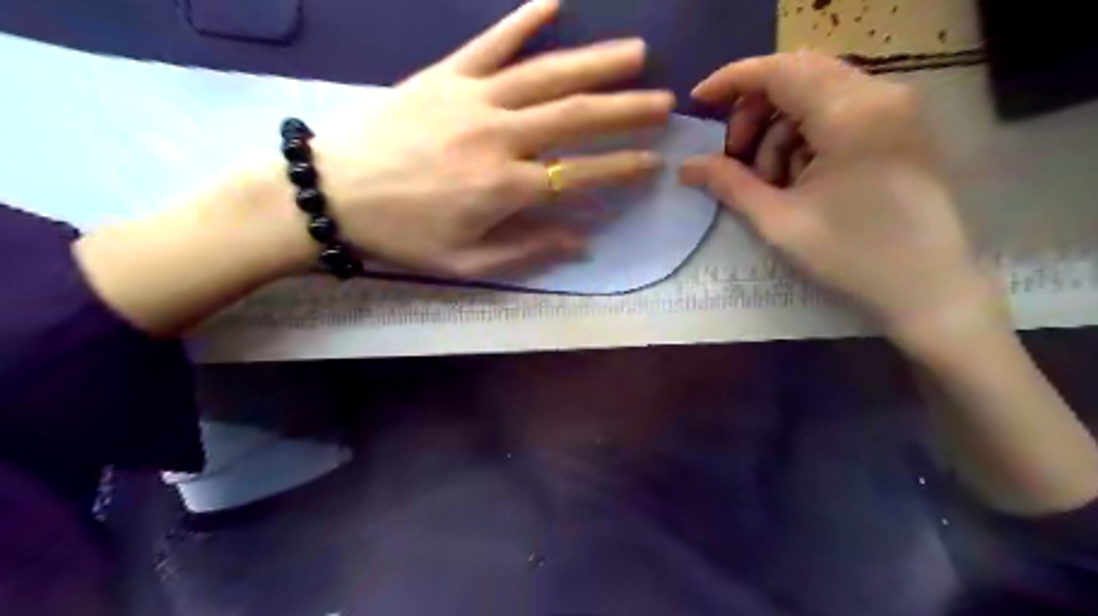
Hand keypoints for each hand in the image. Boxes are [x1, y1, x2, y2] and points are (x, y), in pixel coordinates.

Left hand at [309, 1, 669, 275]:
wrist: (332, 192)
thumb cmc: (403, 235)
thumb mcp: (466, 262)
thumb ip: (528, 249)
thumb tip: (582, 240)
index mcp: (505, 187)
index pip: (580, 174)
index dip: (622, 168)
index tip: (654, 160)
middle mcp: (499, 136)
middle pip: (575, 116)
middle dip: (625, 110)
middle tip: (663, 101)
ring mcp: (472, 98)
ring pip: (545, 74)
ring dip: (594, 61)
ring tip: (634, 51)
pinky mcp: (444, 75)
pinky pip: (491, 43)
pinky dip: (523, 20)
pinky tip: (554, 1)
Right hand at [683, 51, 1000, 341]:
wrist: (928, 288)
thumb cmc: (851, 256)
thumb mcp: (779, 221)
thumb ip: (729, 184)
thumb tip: (685, 166)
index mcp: (850, 113)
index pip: (779, 70)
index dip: (731, 80)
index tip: (697, 102)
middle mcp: (879, 94)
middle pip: (797, 75)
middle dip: (753, 111)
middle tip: (734, 157)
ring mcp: (895, 108)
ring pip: (814, 94)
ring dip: (778, 130)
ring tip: (770, 182)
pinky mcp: (898, 127)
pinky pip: (836, 113)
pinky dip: (804, 138)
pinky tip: (799, 179)